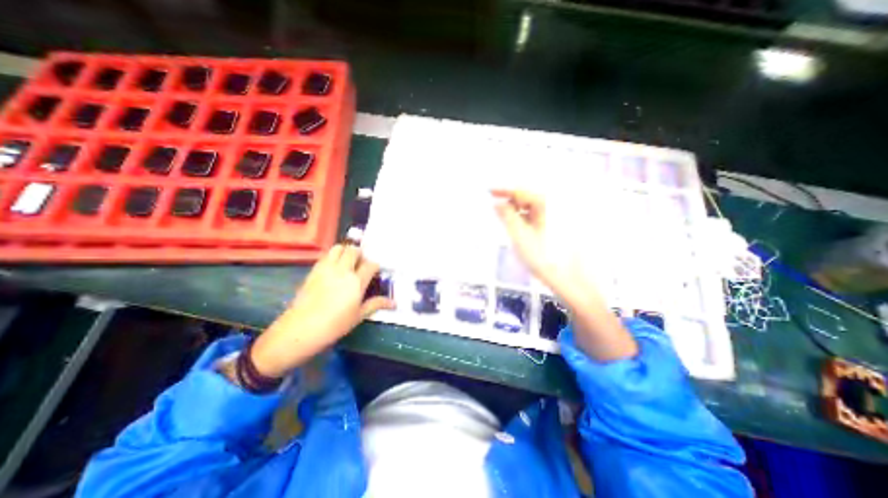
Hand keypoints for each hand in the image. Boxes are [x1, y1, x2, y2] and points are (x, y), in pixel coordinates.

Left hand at [245, 243, 390, 377]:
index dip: (375, 266)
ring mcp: (326, 268)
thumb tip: (394, 303)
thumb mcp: (358, 316)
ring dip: (345, 251)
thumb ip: (376, 304)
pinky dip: (333, 256)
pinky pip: (326, 255)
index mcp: (356, 281)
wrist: (300, 329)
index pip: (371, 264)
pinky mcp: (314, 270)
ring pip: (338, 248)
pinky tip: (334, 268)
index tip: (375, 272)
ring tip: (347, 262)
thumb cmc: (334, 325)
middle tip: (361, 264)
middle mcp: (343, 270)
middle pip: (354, 251)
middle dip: (360, 254)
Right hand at [493, 188, 582, 298]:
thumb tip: (497, 203)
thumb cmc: (542, 256)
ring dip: (517, 212)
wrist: (567, 278)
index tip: (489, 192)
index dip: (503, 191)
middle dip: (510, 202)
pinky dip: (525, 219)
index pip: (521, 192)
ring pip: (531, 209)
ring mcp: (557, 218)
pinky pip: (536, 217)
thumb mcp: (519, 235)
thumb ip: (506, 216)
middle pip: (527, 198)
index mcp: (546, 205)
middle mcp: (554, 207)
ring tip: (505, 220)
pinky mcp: (556, 228)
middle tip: (495, 209)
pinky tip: (518, 228)